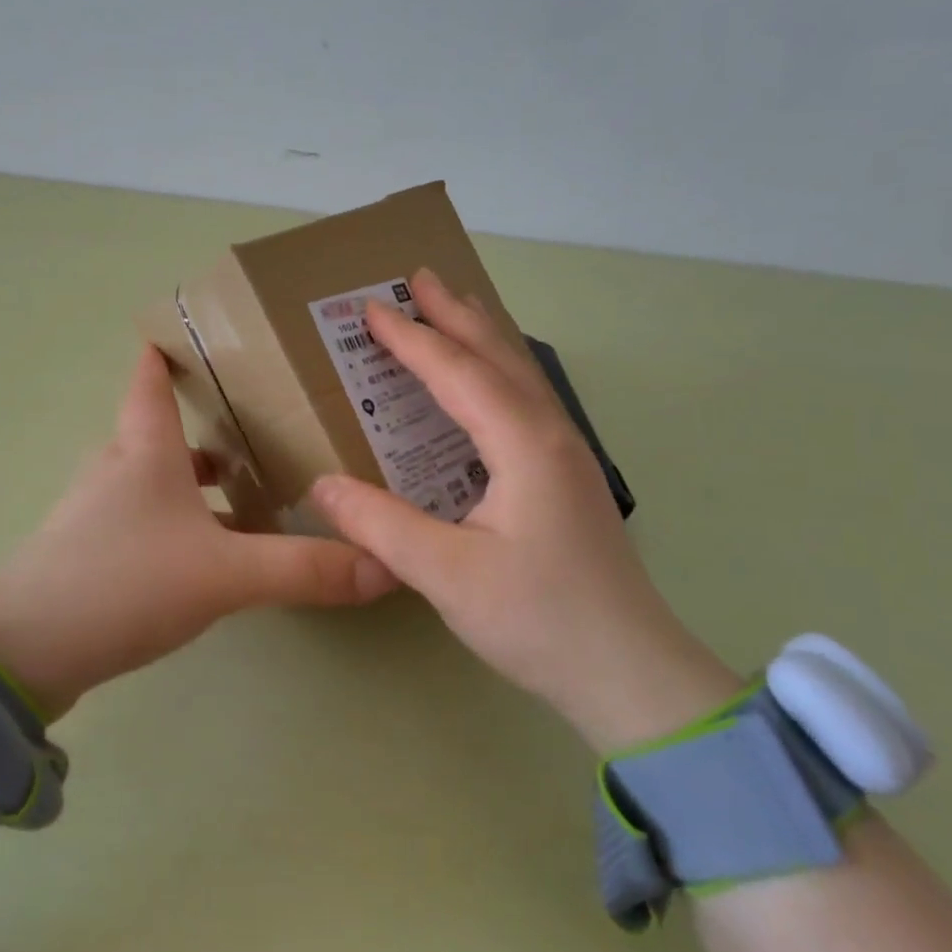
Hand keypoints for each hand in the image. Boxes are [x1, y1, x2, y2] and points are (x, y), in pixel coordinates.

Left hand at [0, 347, 395, 716]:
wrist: (24, 651)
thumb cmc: (124, 581)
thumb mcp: (224, 574)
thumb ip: (303, 569)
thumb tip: (384, 565)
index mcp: (144, 448)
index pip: (151, 376)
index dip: (169, 348)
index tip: (200, 329)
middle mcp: (117, 468)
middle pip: (163, 430)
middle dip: (209, 425)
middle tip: (265, 423)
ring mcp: (98, 511)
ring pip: (156, 479)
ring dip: (197, 481)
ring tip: (250, 490)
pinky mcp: (90, 552)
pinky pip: (146, 519)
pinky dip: (179, 520)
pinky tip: (209, 552)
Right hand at [309, 268, 741, 752]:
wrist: (631, 675)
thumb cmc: (540, 620)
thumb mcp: (447, 575)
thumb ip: (380, 525)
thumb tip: (320, 487)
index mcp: (524, 444)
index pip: (457, 373)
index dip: (411, 339)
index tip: (371, 308)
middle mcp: (550, 435)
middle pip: (498, 355)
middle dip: (456, 313)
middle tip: (419, 276)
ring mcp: (566, 455)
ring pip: (519, 374)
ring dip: (481, 335)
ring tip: (452, 308)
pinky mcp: (567, 478)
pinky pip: (525, 400)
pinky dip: (496, 371)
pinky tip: (483, 385)